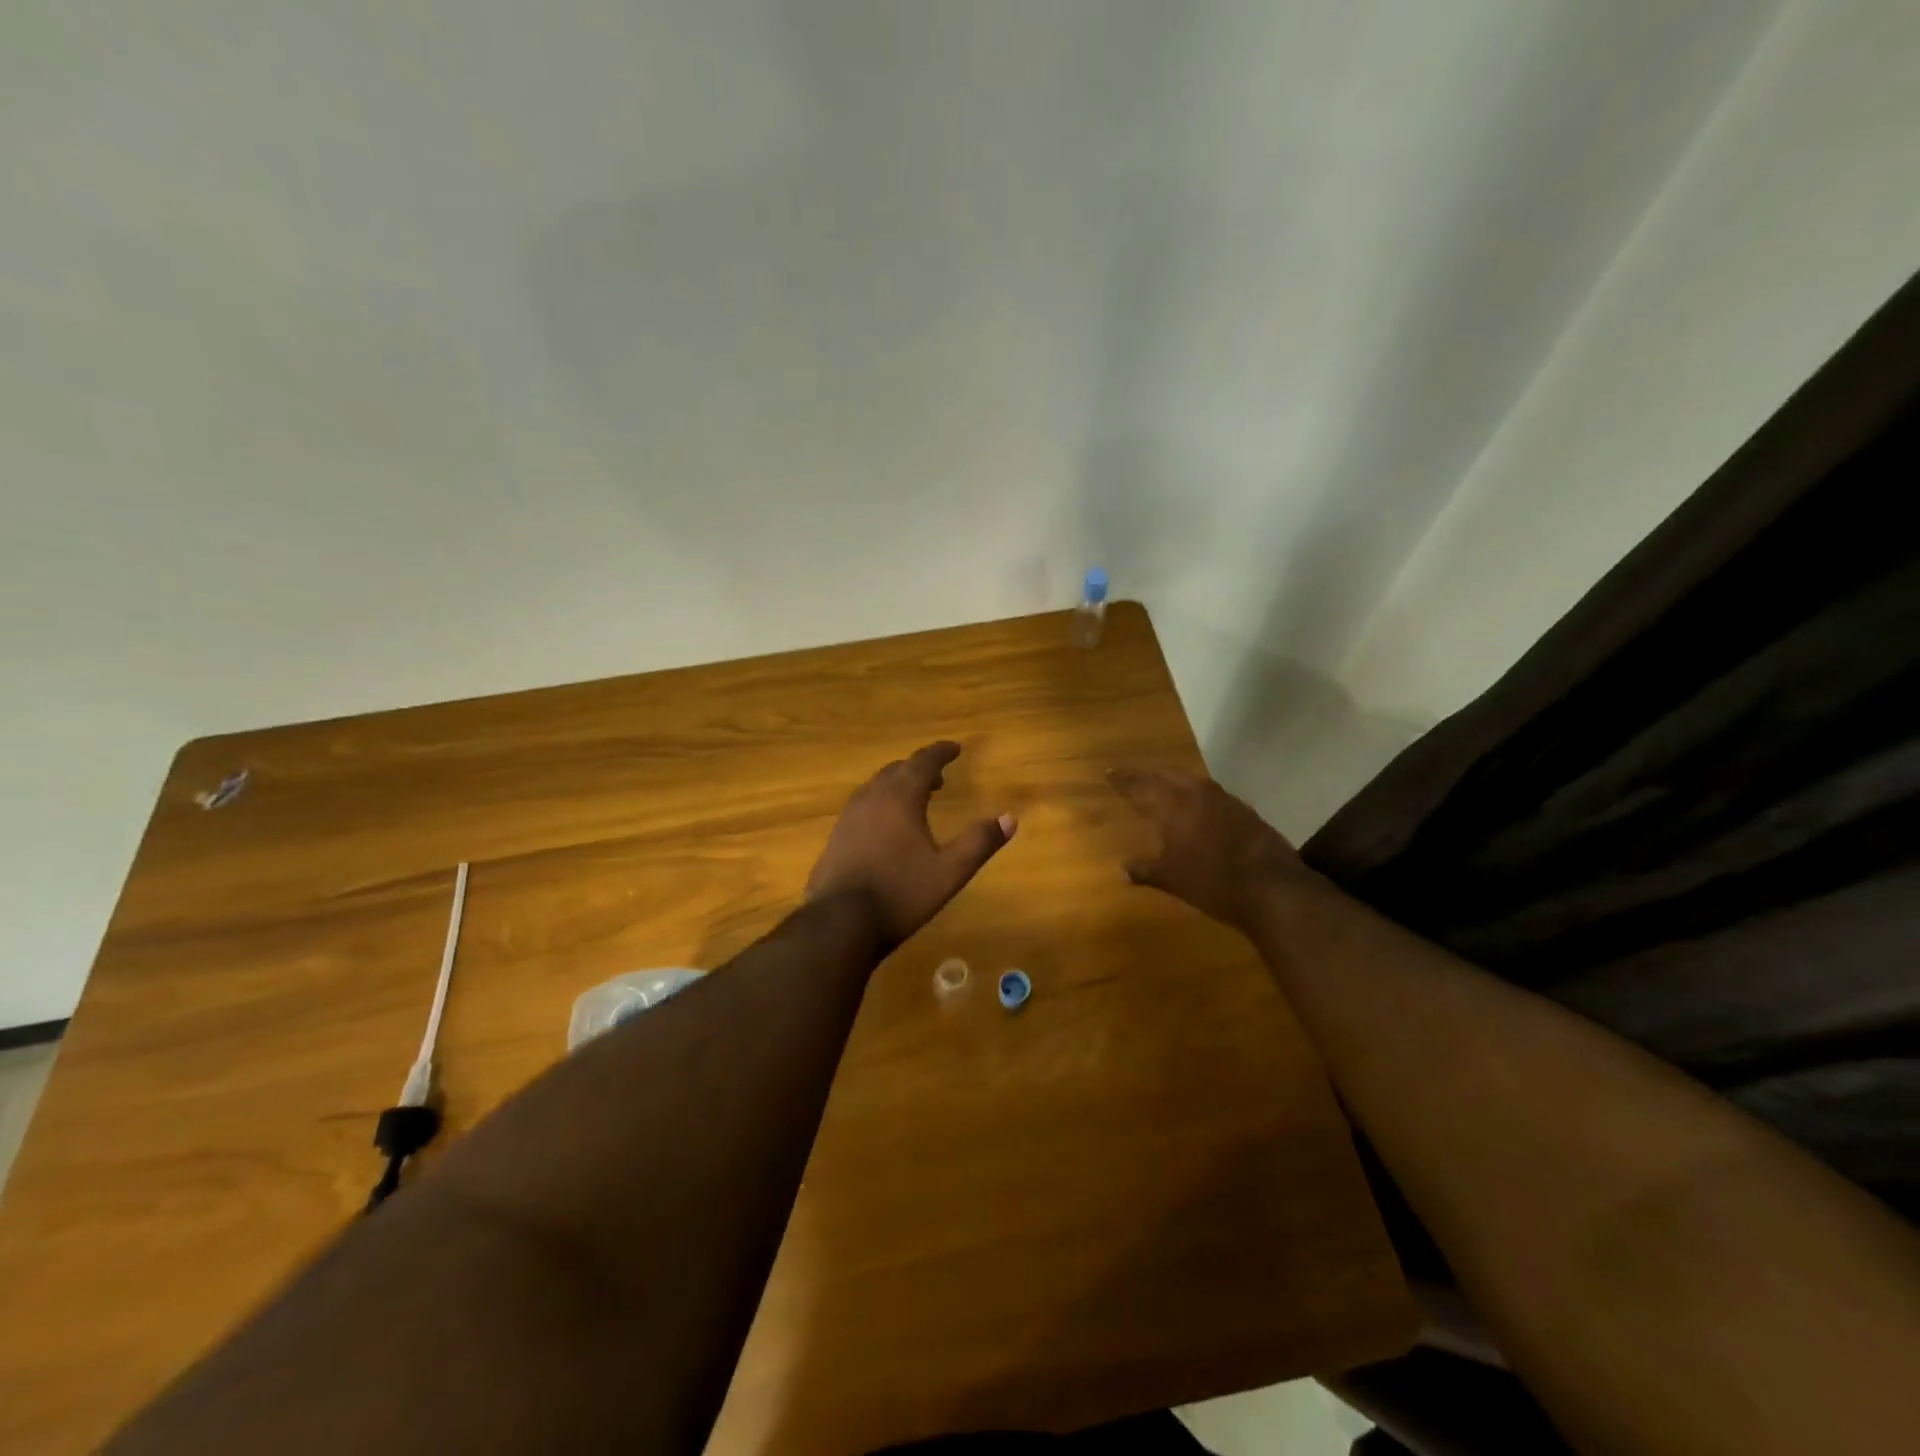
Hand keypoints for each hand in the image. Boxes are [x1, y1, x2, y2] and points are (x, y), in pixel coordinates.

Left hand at [807, 742, 1015, 946]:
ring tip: (915, 800)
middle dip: (919, 768)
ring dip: (898, 785)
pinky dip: (880, 803)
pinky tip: (886, 828)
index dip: (940, 752)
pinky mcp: (836, 837)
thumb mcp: (949, 871)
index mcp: (900, 798)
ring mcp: (848, 817)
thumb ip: (979, 842)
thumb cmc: (901, 893)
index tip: (955, 748)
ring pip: (876, 787)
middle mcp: (872, 798)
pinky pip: (862, 806)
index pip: (922, 762)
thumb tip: (1010, 818)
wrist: (840, 922)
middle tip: (939, 777)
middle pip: (897, 770)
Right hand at [1107, 768, 1305, 930]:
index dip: (1124, 780)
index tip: (1109, 773)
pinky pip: (1212, 794)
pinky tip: (1199, 809)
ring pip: (1193, 781)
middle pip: (1168, 775)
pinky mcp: (1245, 811)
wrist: (1271, 888)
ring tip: (1165, 788)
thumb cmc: (1211, 882)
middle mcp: (1197, 794)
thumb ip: (1145, 871)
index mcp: (1173, 805)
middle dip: (1149, 775)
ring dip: (1176, 782)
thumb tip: (1124, 870)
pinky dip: (1198, 796)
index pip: (1141, 786)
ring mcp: (1225, 800)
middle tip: (1136, 779)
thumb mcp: (1171, 879)